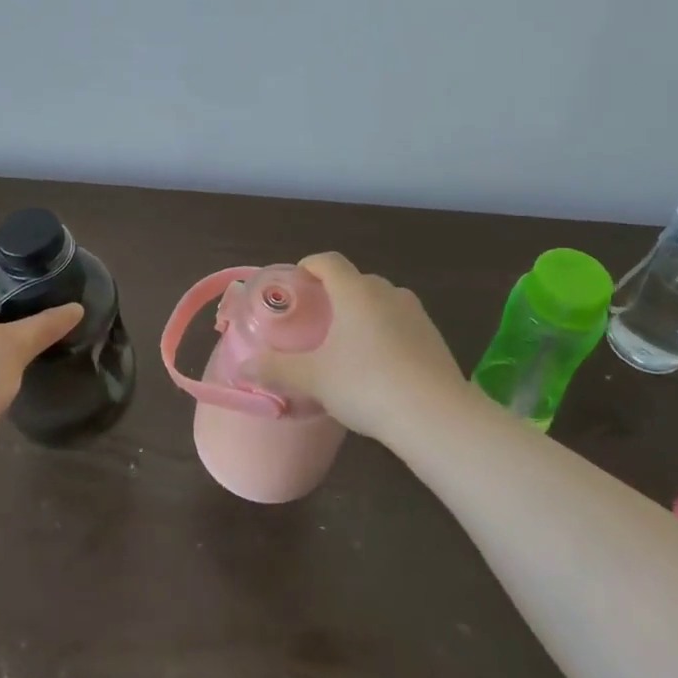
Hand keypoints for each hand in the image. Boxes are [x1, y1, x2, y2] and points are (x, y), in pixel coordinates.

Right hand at [242, 252, 467, 442]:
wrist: (435, 415)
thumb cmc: (365, 384)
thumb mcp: (313, 379)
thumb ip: (276, 369)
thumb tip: (242, 368)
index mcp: (355, 291)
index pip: (329, 261)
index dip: (310, 266)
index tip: (297, 282)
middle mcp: (387, 293)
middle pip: (356, 281)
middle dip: (336, 293)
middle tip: (317, 319)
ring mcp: (416, 314)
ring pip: (382, 302)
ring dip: (364, 313)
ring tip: (348, 343)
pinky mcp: (434, 338)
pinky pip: (402, 324)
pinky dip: (386, 333)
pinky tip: (379, 366)